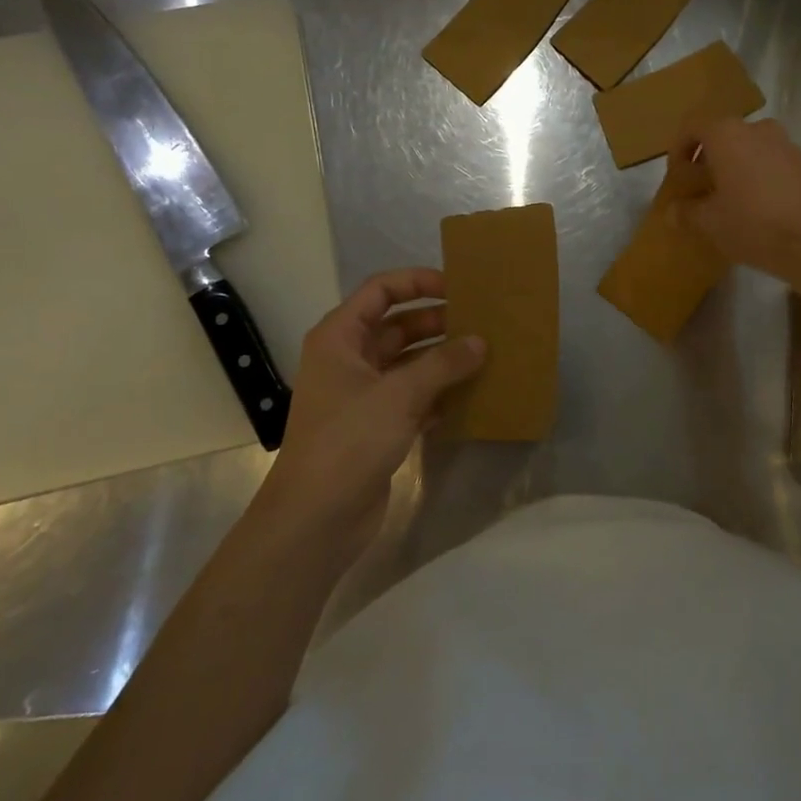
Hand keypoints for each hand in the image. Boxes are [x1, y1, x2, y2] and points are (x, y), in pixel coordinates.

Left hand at [261, 268, 484, 555]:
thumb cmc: (349, 440)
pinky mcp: (376, 426)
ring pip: (408, 363)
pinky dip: (439, 393)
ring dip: (442, 359)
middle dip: (437, 323)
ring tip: (485, 355)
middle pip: (397, 326)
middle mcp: (349, 359)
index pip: (380, 291)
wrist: (316, 518)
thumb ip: (443, 364)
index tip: (458, 288)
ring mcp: (362, 395)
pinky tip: (471, 395)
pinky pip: (413, 397)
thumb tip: (480, 341)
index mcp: (340, 337)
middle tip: (482, 323)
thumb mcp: (399, 394)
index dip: (417, 282)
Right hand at [672, 116, 800, 284]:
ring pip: (750, 148)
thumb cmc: (753, 224)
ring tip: (730, 200)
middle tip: (700, 190)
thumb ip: (686, 212)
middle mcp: (758, 129)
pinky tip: (759, 208)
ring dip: (735, 168)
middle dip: (707, 160)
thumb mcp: (709, 223)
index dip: (678, 150)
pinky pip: (773, 163)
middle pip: (723, 136)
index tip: (677, 177)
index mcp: (727, 134)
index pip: (692, 126)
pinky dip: (760, 176)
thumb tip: (672, 211)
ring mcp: (787, 144)